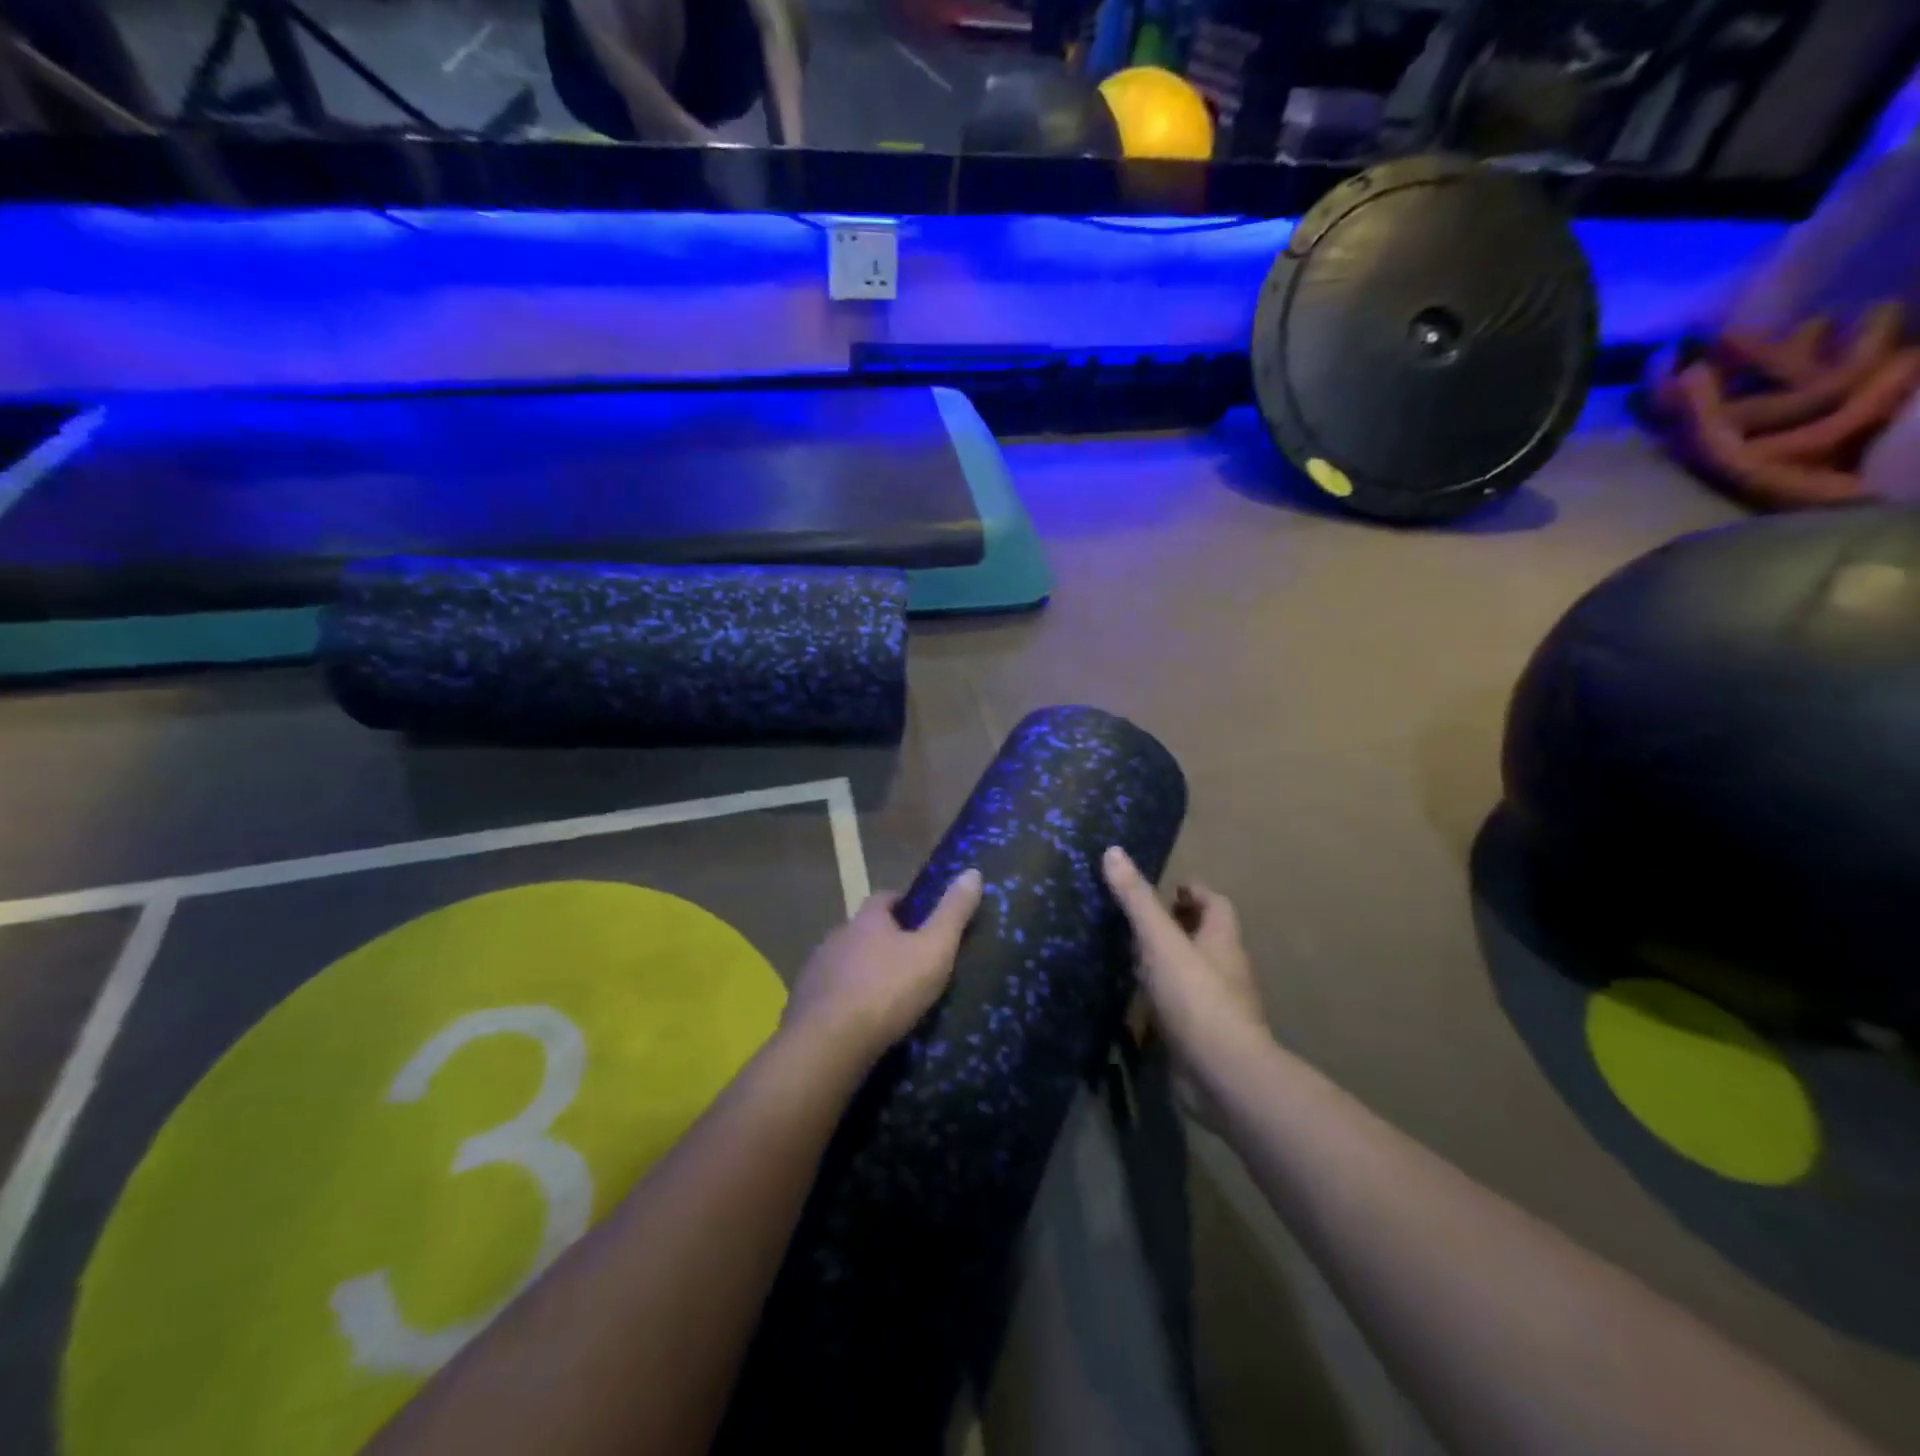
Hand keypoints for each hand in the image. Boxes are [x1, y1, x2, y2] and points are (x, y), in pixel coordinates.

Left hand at [784, 870, 983, 1062]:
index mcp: (867, 920)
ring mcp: (816, 970)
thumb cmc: (888, 990)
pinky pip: (829, 995)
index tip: (918, 918)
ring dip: (861, 972)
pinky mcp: (803, 1004)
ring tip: (885, 996)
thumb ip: (953, 914)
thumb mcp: (933, 950)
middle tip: (908, 961)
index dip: (902, 905)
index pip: (884, 898)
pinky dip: (844, 1001)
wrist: (829, 1043)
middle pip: (862, 930)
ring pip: (843, 962)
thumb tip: (973, 872)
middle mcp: (837, 936)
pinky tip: (858, 1022)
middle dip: (881, 941)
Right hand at [1103, 847, 1268, 1126]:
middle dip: (1178, 925)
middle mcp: (1225, 969)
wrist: (1222, 1074)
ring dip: (1169, 962)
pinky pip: (1183, 1006)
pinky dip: (1164, 997)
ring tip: (1132, 956)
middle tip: (1141, 920)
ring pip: (1193, 972)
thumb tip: (1113, 851)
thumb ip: (1137, 900)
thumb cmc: (1196, 997)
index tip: (1167, 888)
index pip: (1215, 904)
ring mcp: (1217, 1006)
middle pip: (1206, 937)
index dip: (1194, 892)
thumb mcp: (1160, 941)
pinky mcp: (1204, 1037)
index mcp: (1222, 941)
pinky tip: (1139, 1000)